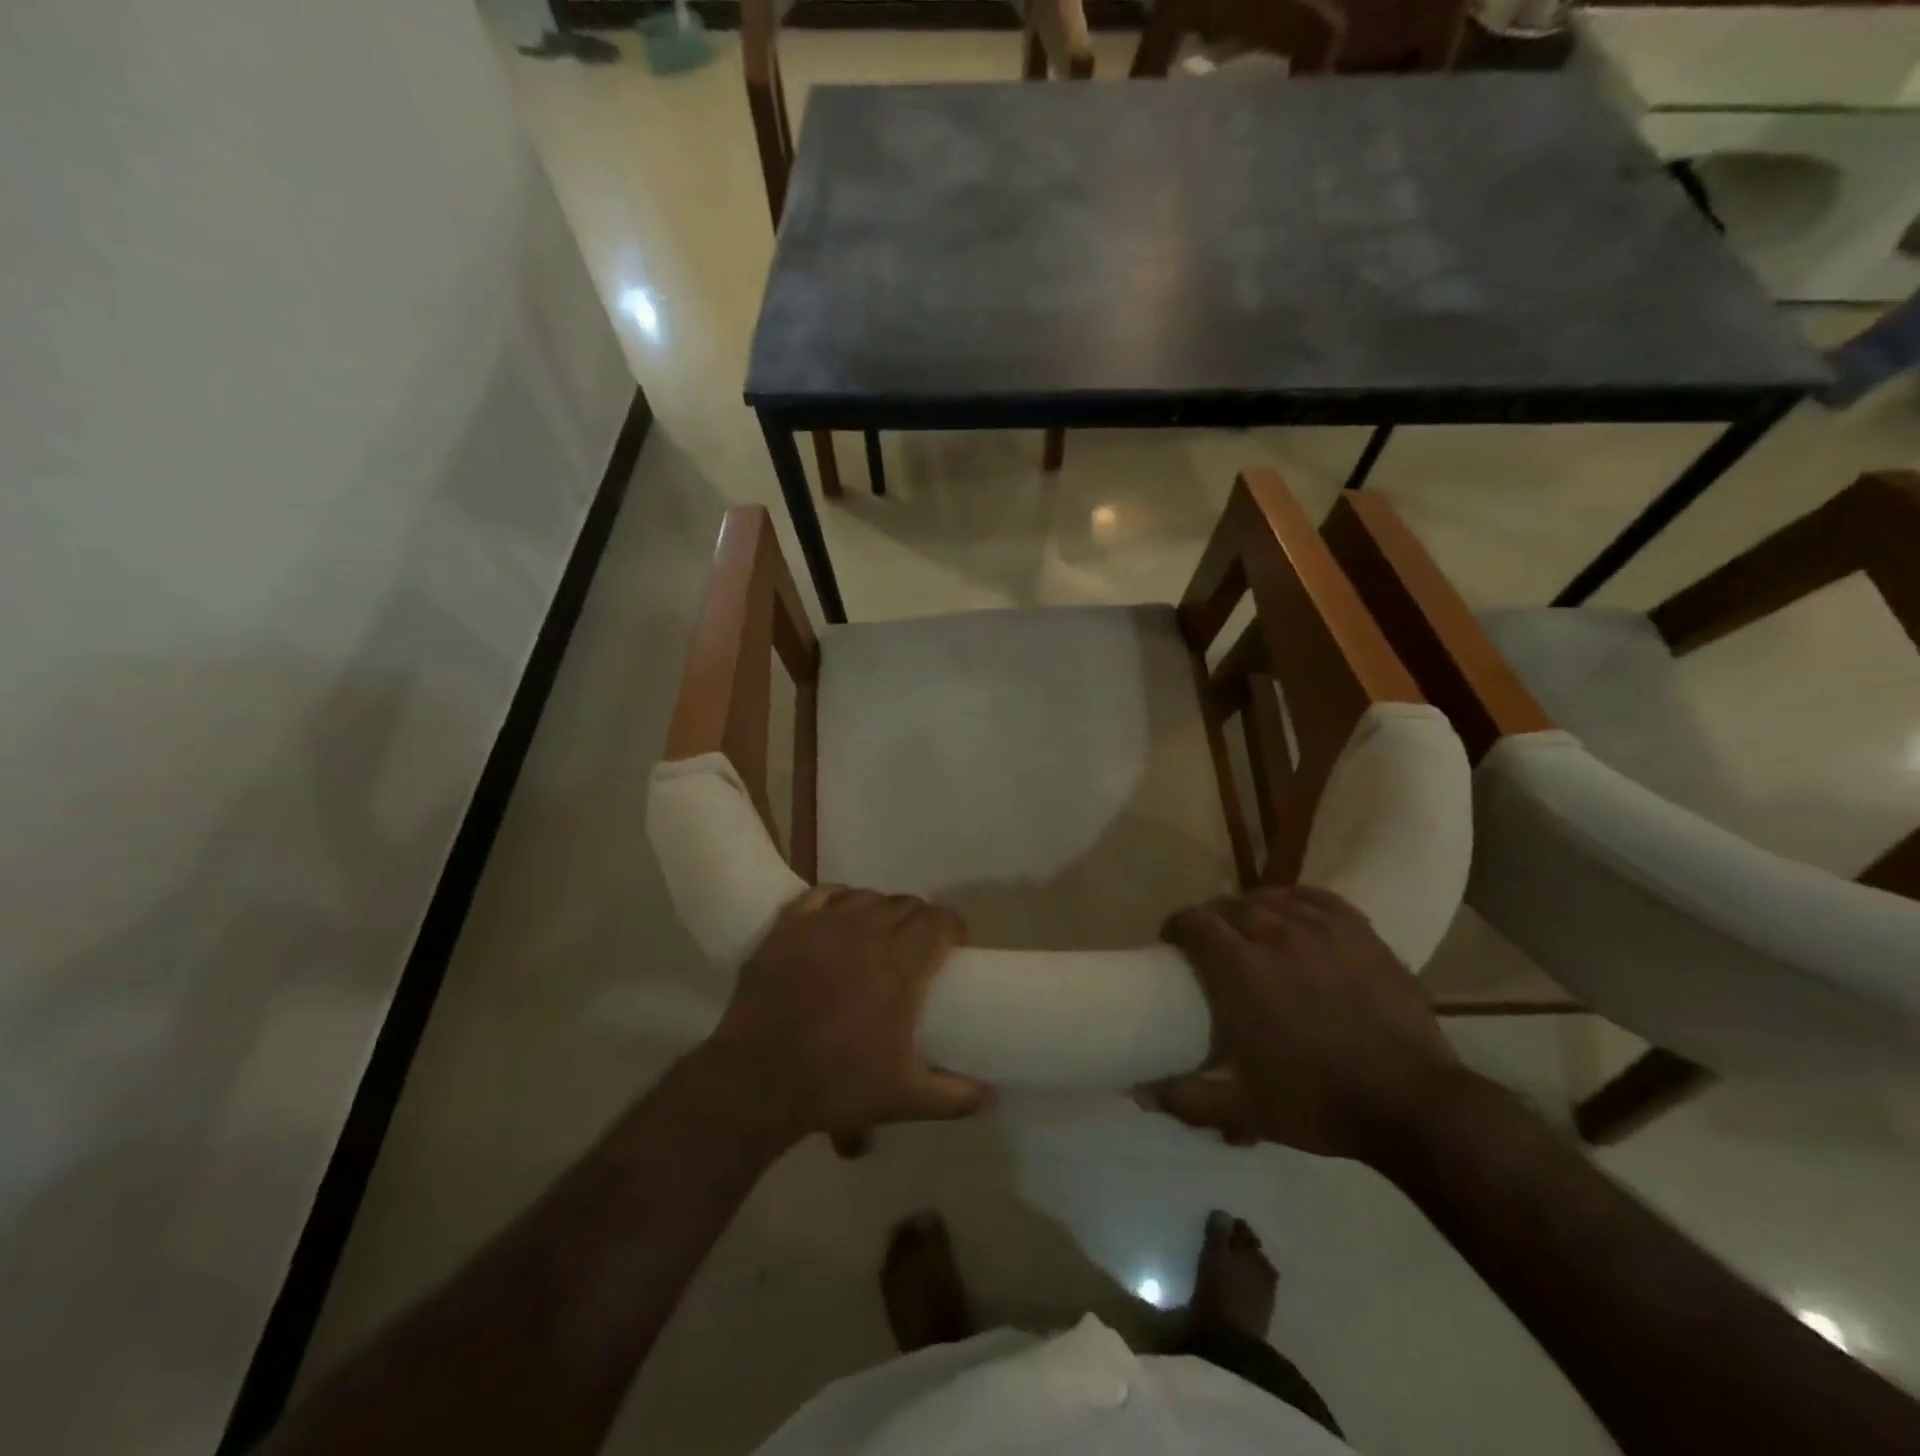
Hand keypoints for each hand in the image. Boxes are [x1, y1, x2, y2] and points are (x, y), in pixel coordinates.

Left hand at [704, 886, 990, 1144]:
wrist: (757, 1081)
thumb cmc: (836, 1085)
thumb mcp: (905, 1098)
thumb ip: (955, 1096)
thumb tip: (990, 1096)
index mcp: (902, 963)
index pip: (940, 920)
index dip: (952, 929)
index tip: (952, 950)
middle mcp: (868, 930)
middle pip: (907, 904)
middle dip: (919, 922)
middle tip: (915, 952)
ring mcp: (825, 924)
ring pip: (867, 896)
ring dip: (881, 911)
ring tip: (876, 937)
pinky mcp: (789, 925)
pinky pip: (823, 894)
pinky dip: (839, 900)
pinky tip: (839, 918)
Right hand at [1141, 885, 1463, 1165]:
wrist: (1413, 1104)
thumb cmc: (1320, 1102)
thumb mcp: (1245, 1110)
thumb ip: (1187, 1098)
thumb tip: (1139, 1093)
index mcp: (1242, 969)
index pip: (1196, 922)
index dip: (1177, 926)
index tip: (1172, 942)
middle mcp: (1277, 936)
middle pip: (1231, 906)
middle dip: (1212, 918)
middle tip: (1209, 943)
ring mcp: (1323, 930)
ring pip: (1272, 898)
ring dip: (1251, 908)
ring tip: (1249, 927)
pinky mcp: (1361, 934)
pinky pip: (1317, 898)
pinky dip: (1295, 900)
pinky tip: (1293, 912)